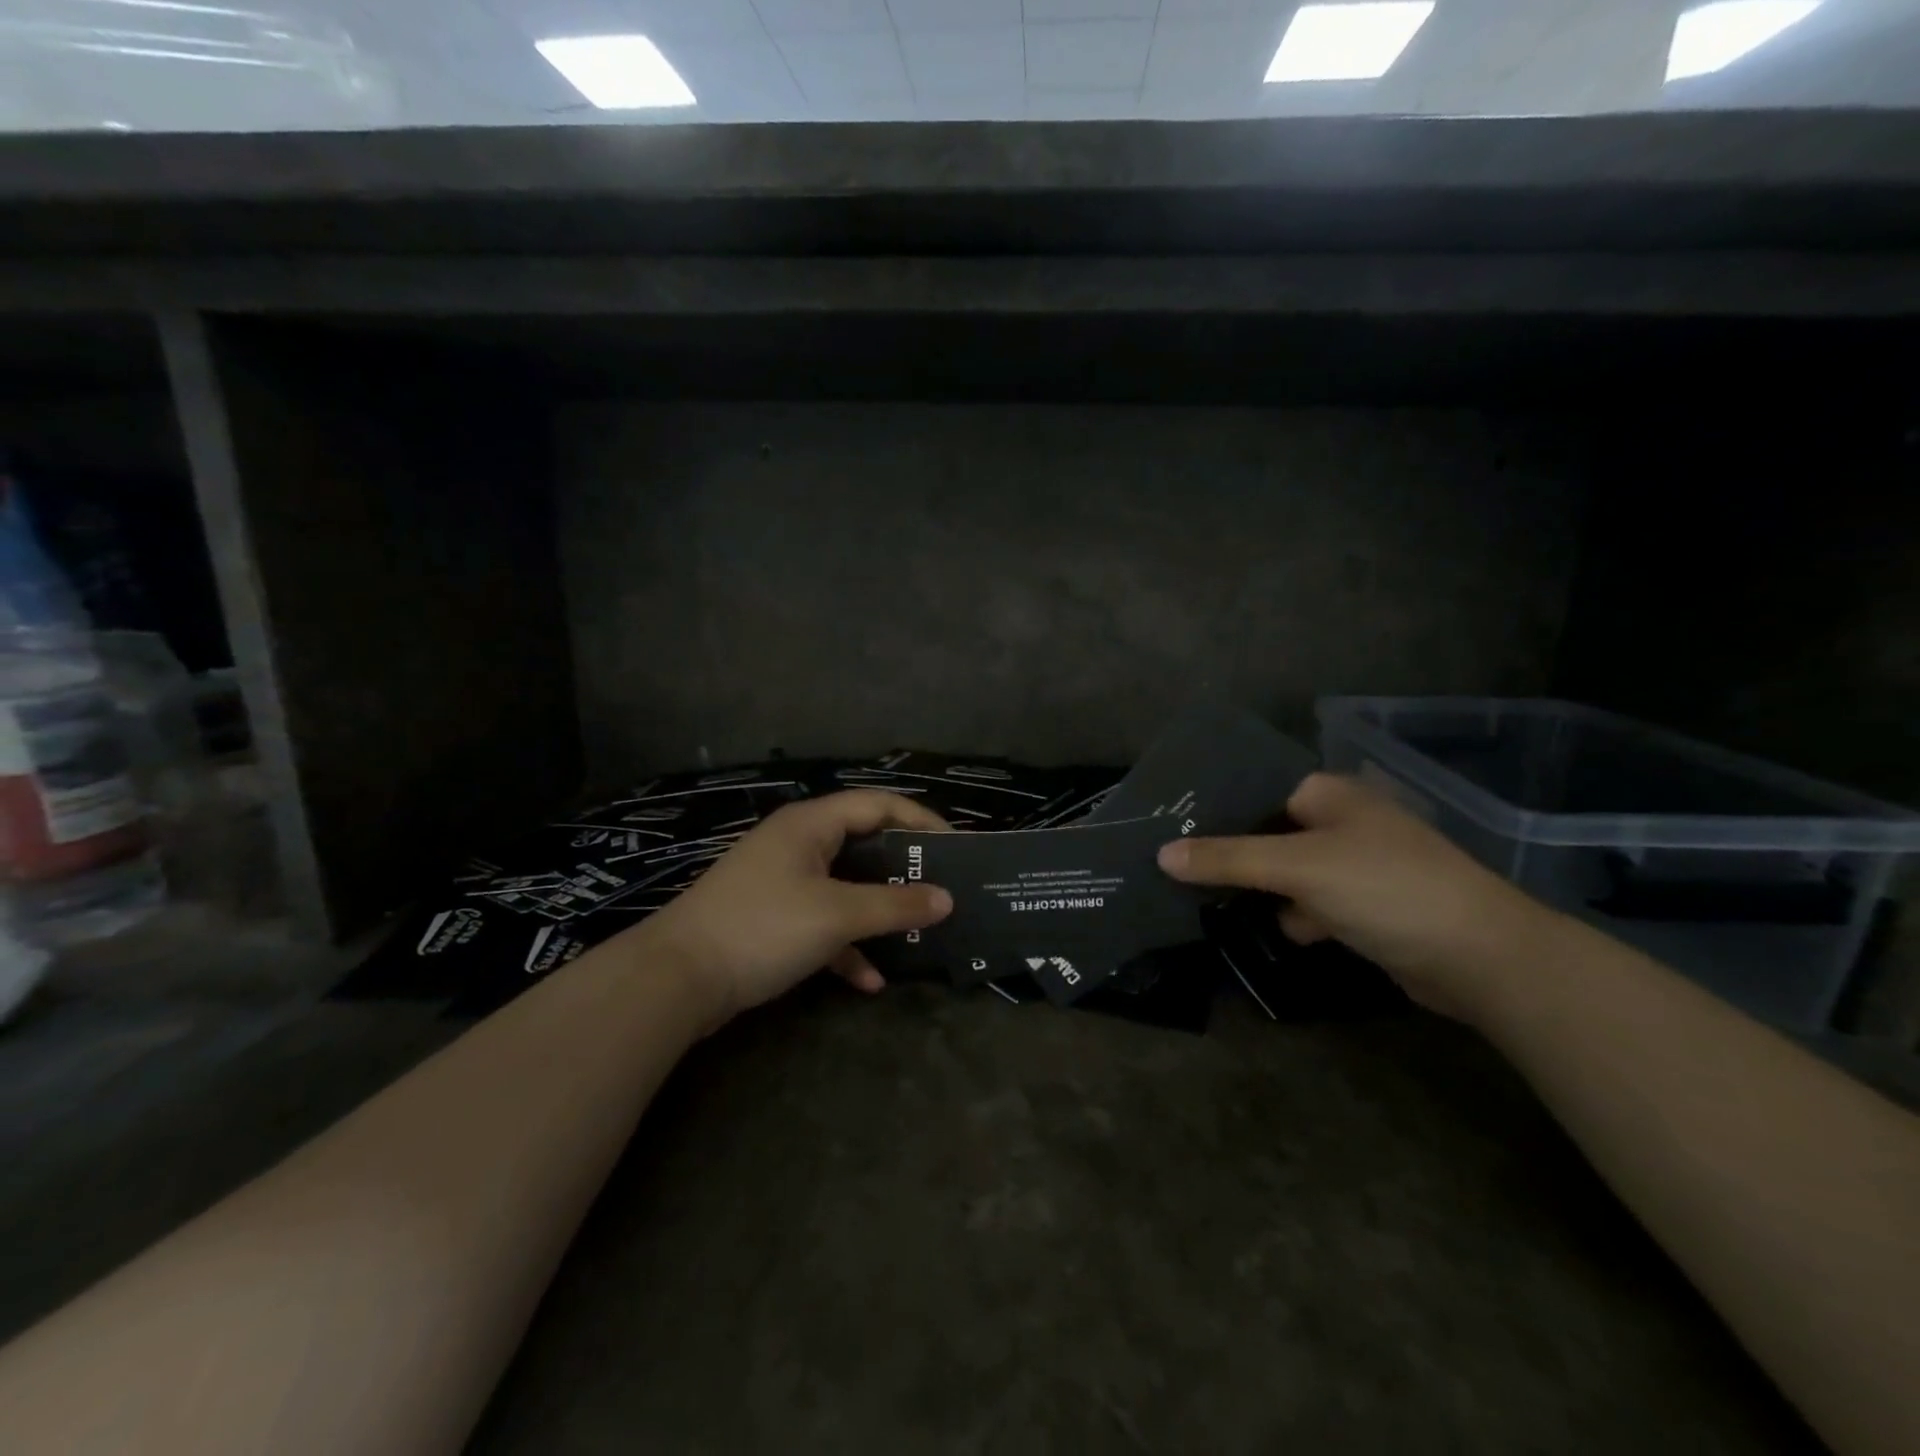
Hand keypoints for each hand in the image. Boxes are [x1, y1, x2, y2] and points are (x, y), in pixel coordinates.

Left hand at [640, 789, 953, 1027]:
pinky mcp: (772, 917)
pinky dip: (846, 945)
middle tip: (942, 889)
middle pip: (864, 844)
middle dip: (903, 870)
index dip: (921, 821)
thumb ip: (894, 904)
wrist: (676, 978)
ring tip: (917, 932)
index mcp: (812, 824)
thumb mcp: (836, 914)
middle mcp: (798, 843)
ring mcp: (782, 881)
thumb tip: (946, 900)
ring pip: (845, 887)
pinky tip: (869, 981)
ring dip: (877, 911)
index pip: (879, 805)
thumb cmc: (763, 927)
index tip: (957, 848)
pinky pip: (822, 922)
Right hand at [1156, 773, 1548, 1019]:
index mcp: (1328, 794)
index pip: (1253, 790)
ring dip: (1258, 889)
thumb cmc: (1386, 889)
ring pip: (1284, 871)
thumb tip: (1162, 854)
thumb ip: (1228, 858)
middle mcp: (1340, 821)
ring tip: (1205, 901)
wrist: (1481, 959)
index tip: (1165, 827)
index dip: (1212, 808)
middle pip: (1265, 833)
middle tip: (1172, 867)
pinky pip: (1309, 902)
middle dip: (1228, 854)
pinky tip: (1279, 930)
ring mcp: (1354, 865)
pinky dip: (1293, 915)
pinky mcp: (1363, 907)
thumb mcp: (1299, 867)